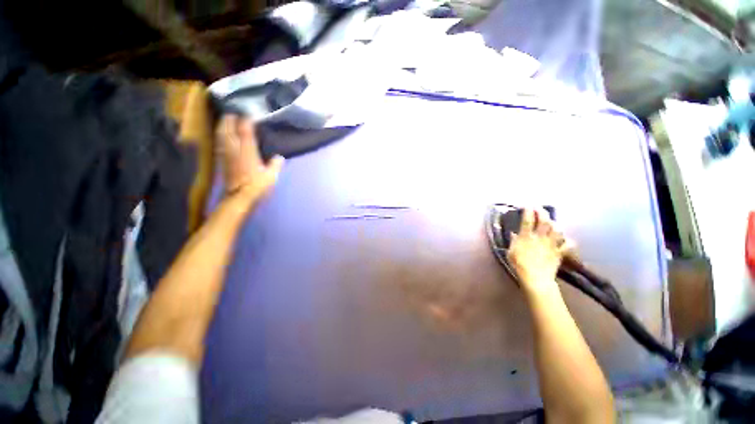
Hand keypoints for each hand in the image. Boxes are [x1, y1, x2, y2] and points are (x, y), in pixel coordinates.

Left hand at [216, 114, 283, 208]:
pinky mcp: (222, 162)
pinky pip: (220, 144)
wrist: (239, 199)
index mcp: (248, 152)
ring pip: (221, 136)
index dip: (247, 121)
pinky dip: (220, 137)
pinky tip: (222, 137)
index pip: (245, 131)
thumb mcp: (271, 177)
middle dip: (230, 120)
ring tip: (225, 121)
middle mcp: (235, 150)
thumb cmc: (258, 187)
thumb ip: (275, 165)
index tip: (251, 115)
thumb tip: (279, 157)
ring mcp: (227, 155)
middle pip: (229, 130)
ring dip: (222, 126)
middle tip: (233, 114)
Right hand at [507, 208, 570, 294]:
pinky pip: (567, 245)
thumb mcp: (511, 252)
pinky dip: (568, 241)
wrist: (536, 278)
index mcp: (526, 237)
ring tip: (552, 222)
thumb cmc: (519, 265)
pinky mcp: (559, 253)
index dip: (528, 211)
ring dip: (555, 224)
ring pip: (557, 230)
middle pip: (544, 221)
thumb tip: (514, 234)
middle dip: (542, 212)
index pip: (528, 220)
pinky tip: (566, 240)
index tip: (527, 206)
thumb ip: (513, 242)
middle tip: (540, 208)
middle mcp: (540, 238)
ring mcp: (551, 245)